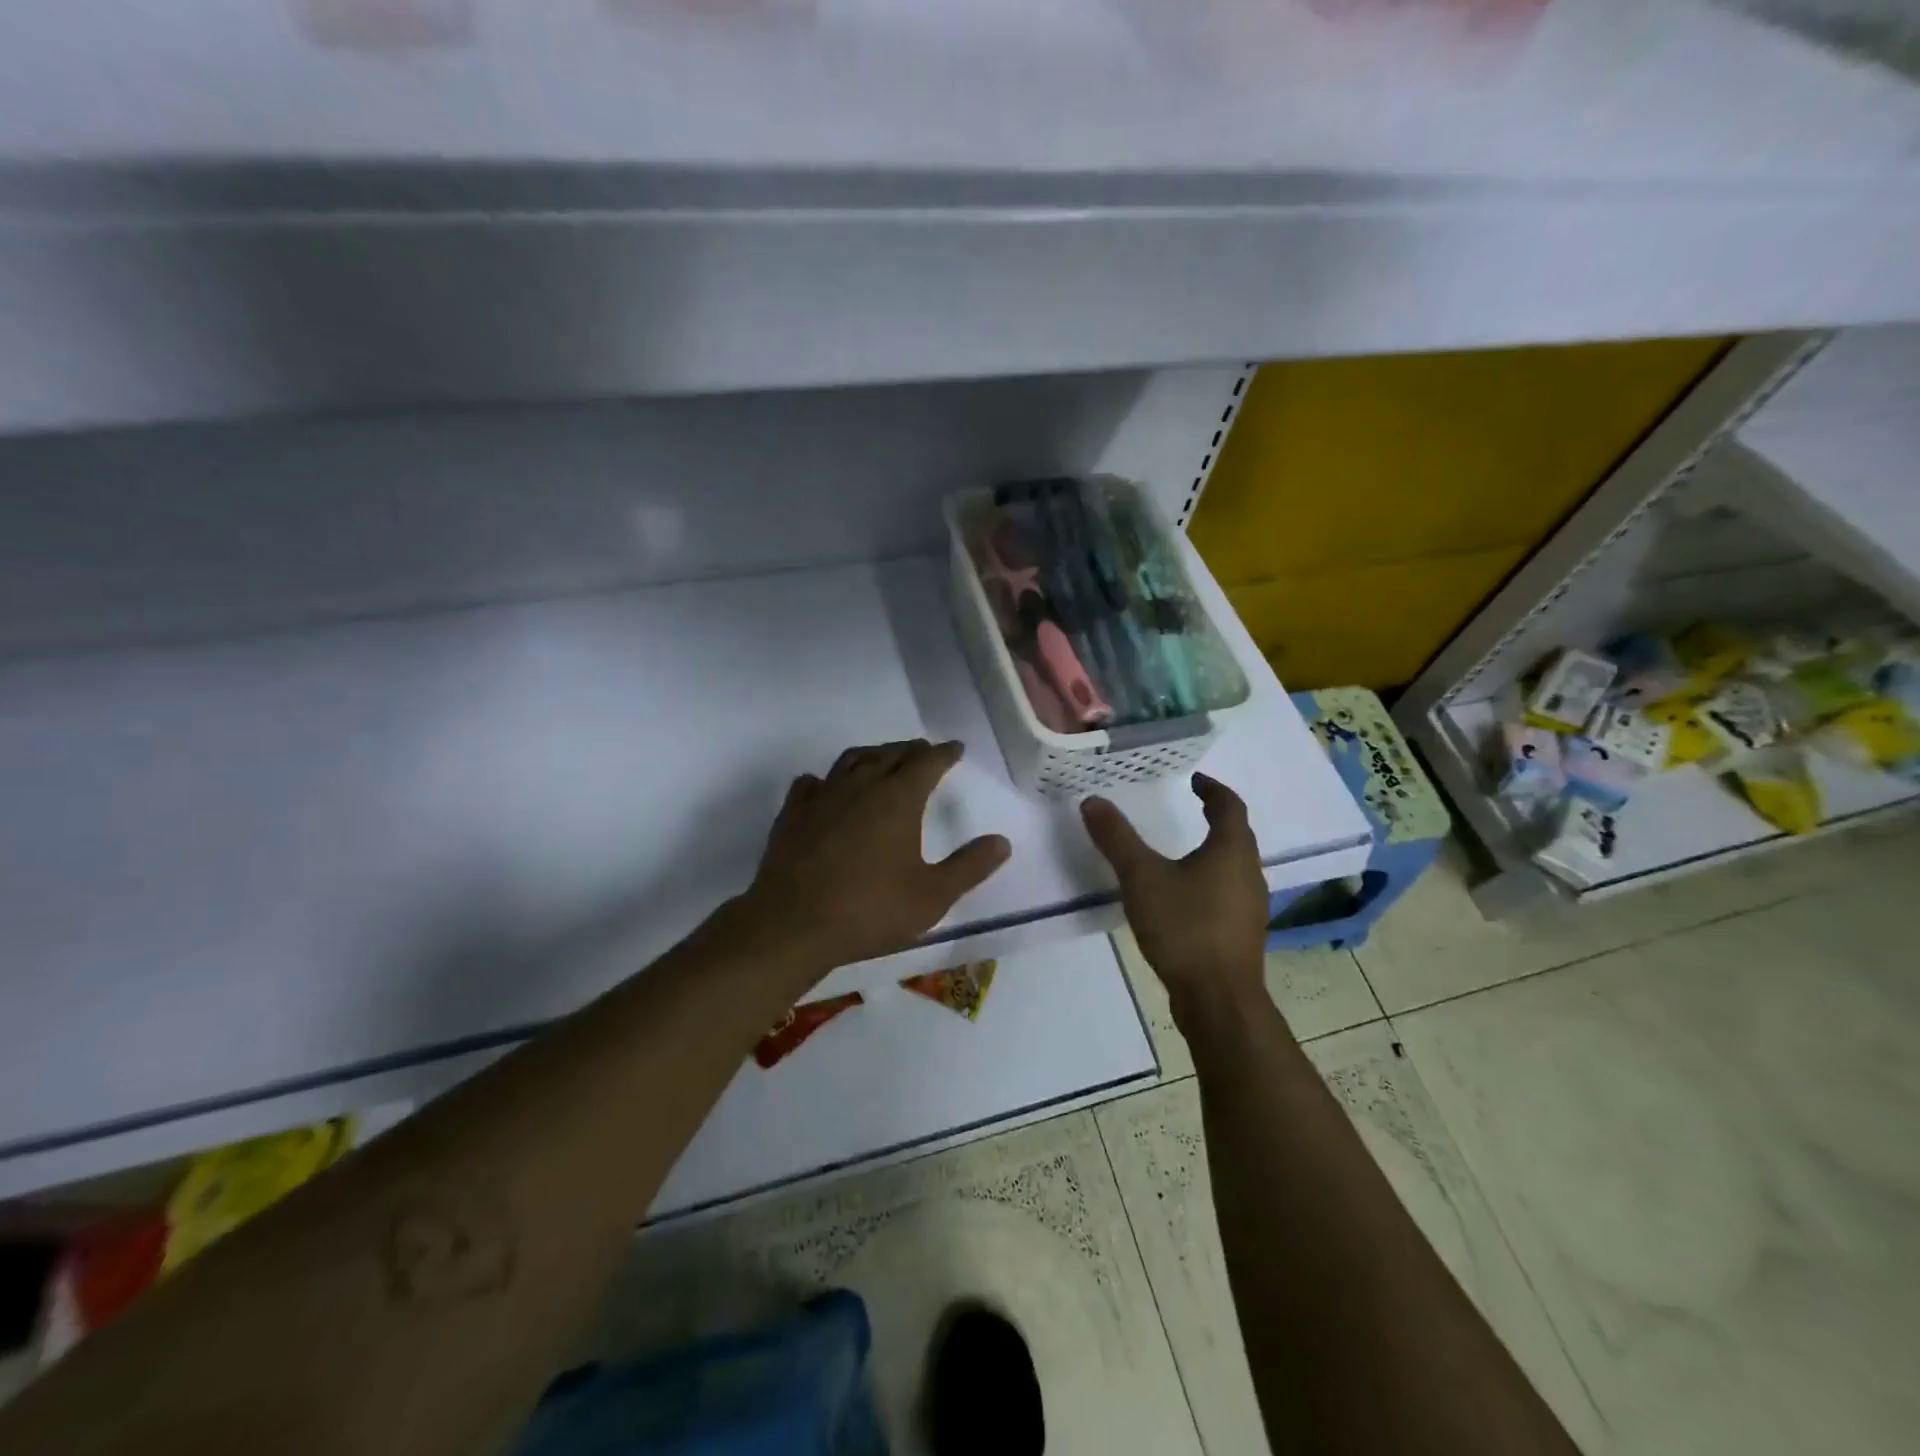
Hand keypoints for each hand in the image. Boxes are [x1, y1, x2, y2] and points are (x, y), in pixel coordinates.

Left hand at [744, 740, 1010, 972]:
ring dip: (872, 755)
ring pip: (851, 760)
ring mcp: (823, 796)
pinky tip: (825, 787)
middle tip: (922, 751)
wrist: (793, 924)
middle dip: (911, 750)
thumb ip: (969, 867)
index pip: (927, 762)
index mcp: (898, 798)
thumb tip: (1002, 842)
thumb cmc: (870, 910)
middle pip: (890, 754)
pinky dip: (826, 779)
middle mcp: (861, 785)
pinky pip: (812, 783)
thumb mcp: (932, 896)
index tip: (955, 748)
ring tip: (881, 760)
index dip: (944, 753)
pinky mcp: (793, 813)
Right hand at [1081, 773, 1269, 1017]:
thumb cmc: (1185, 928)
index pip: (1229, 806)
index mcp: (1232, 851)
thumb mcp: (1142, 878)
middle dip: (1215, 818)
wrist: (1218, 1000)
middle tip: (1187, 807)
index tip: (1194, 780)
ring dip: (1213, 851)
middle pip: (1237, 835)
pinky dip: (1210, 881)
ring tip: (1181, 850)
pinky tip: (1184, 897)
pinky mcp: (1242, 934)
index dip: (1212, 789)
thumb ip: (1117, 839)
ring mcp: (1250, 907)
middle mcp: (1249, 873)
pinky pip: (1228, 893)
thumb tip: (1093, 801)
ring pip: (1234, 866)